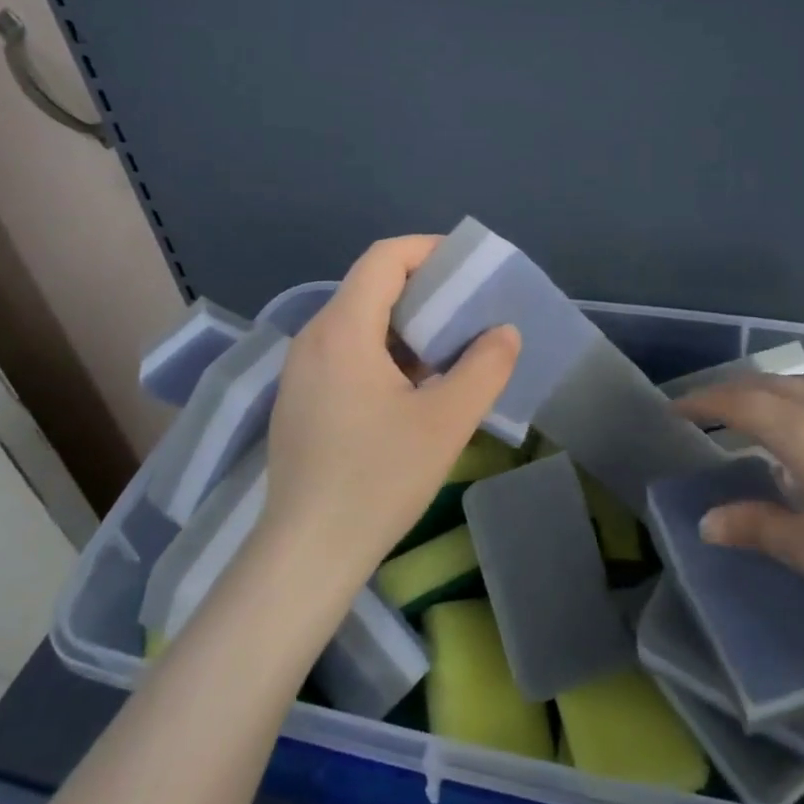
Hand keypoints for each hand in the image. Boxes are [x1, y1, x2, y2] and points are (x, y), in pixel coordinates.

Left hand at [261, 236, 520, 585]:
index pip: (384, 258)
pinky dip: (383, 351)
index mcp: (342, 330)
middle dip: (424, 290)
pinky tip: (411, 388)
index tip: (468, 270)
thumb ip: (485, 367)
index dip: (429, 250)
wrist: (307, 553)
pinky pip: (345, 352)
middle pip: (370, 286)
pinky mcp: (299, 399)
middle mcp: (313, 338)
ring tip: (448, 350)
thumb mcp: (446, 422)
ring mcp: (300, 371)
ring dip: (405, 325)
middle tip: (468, 312)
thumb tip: (503, 332)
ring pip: (358, 322)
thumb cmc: (378, 479)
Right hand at [674, 374, 803, 642]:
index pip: (739, 403)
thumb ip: (756, 527)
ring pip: (800, 385)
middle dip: (729, 393)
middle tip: (701, 414)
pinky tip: (801, 434)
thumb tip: (707, 521)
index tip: (674, 410)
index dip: (703, 403)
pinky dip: (795, 400)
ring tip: (746, 417)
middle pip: (768, 385)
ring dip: (765, 392)